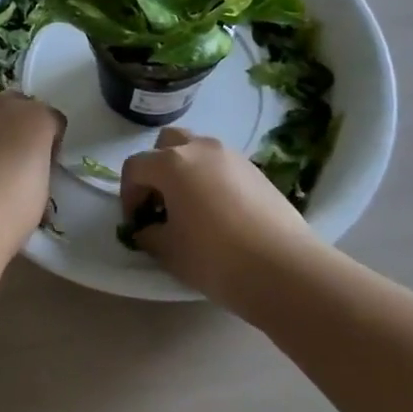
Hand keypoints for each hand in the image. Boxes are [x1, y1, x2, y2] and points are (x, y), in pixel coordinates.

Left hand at [0, 92, 65, 245]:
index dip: (50, 142)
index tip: (46, 165)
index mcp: (37, 119)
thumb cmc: (10, 214)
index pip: (53, 120)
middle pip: (18, 106)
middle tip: (15, 160)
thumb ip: (39, 168)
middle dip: (19, 127)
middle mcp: (4, 106)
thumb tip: (29, 170)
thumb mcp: (42, 194)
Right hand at [118, 126, 317, 307]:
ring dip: (186, 170)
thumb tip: (147, 229)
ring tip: (192, 207)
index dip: (128, 194)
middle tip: (161, 203)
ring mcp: (231, 156)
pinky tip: (221, 213)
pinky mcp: (256, 170)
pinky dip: (212, 179)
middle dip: (157, 169)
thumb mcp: (169, 251)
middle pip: (166, 144)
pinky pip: (222, 165)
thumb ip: (149, 234)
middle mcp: (199, 148)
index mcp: (171, 163)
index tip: (137, 223)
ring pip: (197, 150)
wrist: (284, 268)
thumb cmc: (215, 257)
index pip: (135, 167)